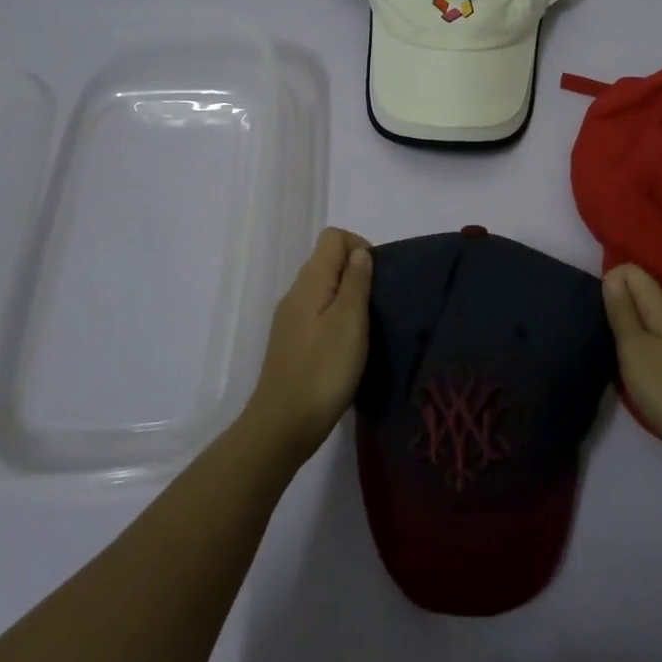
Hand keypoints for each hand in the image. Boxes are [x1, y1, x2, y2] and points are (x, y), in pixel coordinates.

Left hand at [242, 228, 372, 460]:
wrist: (284, 424)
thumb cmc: (324, 369)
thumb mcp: (350, 321)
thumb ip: (356, 281)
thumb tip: (359, 252)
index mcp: (309, 281)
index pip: (332, 237)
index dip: (359, 246)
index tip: (377, 278)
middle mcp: (296, 293)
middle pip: (327, 261)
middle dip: (356, 272)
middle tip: (376, 305)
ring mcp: (290, 319)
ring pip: (324, 288)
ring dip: (348, 297)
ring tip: (367, 326)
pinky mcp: (292, 342)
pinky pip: (317, 312)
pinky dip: (336, 317)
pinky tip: (347, 345)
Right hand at [602, 264, 661, 471]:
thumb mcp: (634, 347)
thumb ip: (621, 310)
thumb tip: (611, 276)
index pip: (632, 271)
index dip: (610, 282)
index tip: (600, 312)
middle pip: (640, 290)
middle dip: (617, 303)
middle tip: (602, 331)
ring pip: (646, 315)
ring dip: (627, 325)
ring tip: (613, 347)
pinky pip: (655, 335)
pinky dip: (640, 343)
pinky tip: (633, 364)